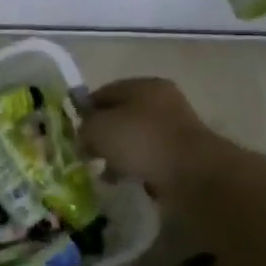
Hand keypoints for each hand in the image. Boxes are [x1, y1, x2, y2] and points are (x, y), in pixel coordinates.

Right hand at [81, 78, 265, 201]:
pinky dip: (137, 167)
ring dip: (119, 154)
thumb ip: (83, 127)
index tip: (73, 134)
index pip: (102, 93)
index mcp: (142, 85)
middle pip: (120, 116)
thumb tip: (85, 134)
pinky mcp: (184, 153)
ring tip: (107, 173)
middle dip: (103, 135)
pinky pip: (151, 157)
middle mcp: (162, 100)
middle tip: (88, 154)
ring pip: (135, 138)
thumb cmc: (140, 141)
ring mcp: (176, 127)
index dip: (83, 112)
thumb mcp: (97, 129)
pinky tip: (128, 180)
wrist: (193, 174)